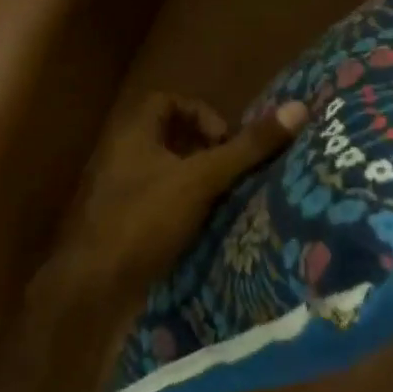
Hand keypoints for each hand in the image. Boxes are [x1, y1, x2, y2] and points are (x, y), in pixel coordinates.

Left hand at [37, 92, 306, 298]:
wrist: (92, 290)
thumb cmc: (145, 221)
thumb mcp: (203, 179)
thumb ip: (248, 147)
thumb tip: (300, 108)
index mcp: (132, 137)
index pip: (165, 101)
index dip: (200, 111)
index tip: (224, 140)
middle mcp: (121, 160)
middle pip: (167, 137)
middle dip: (204, 148)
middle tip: (231, 167)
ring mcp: (119, 196)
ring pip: (165, 172)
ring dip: (197, 178)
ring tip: (225, 196)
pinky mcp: (123, 227)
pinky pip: (159, 203)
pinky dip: (184, 206)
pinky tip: (205, 227)